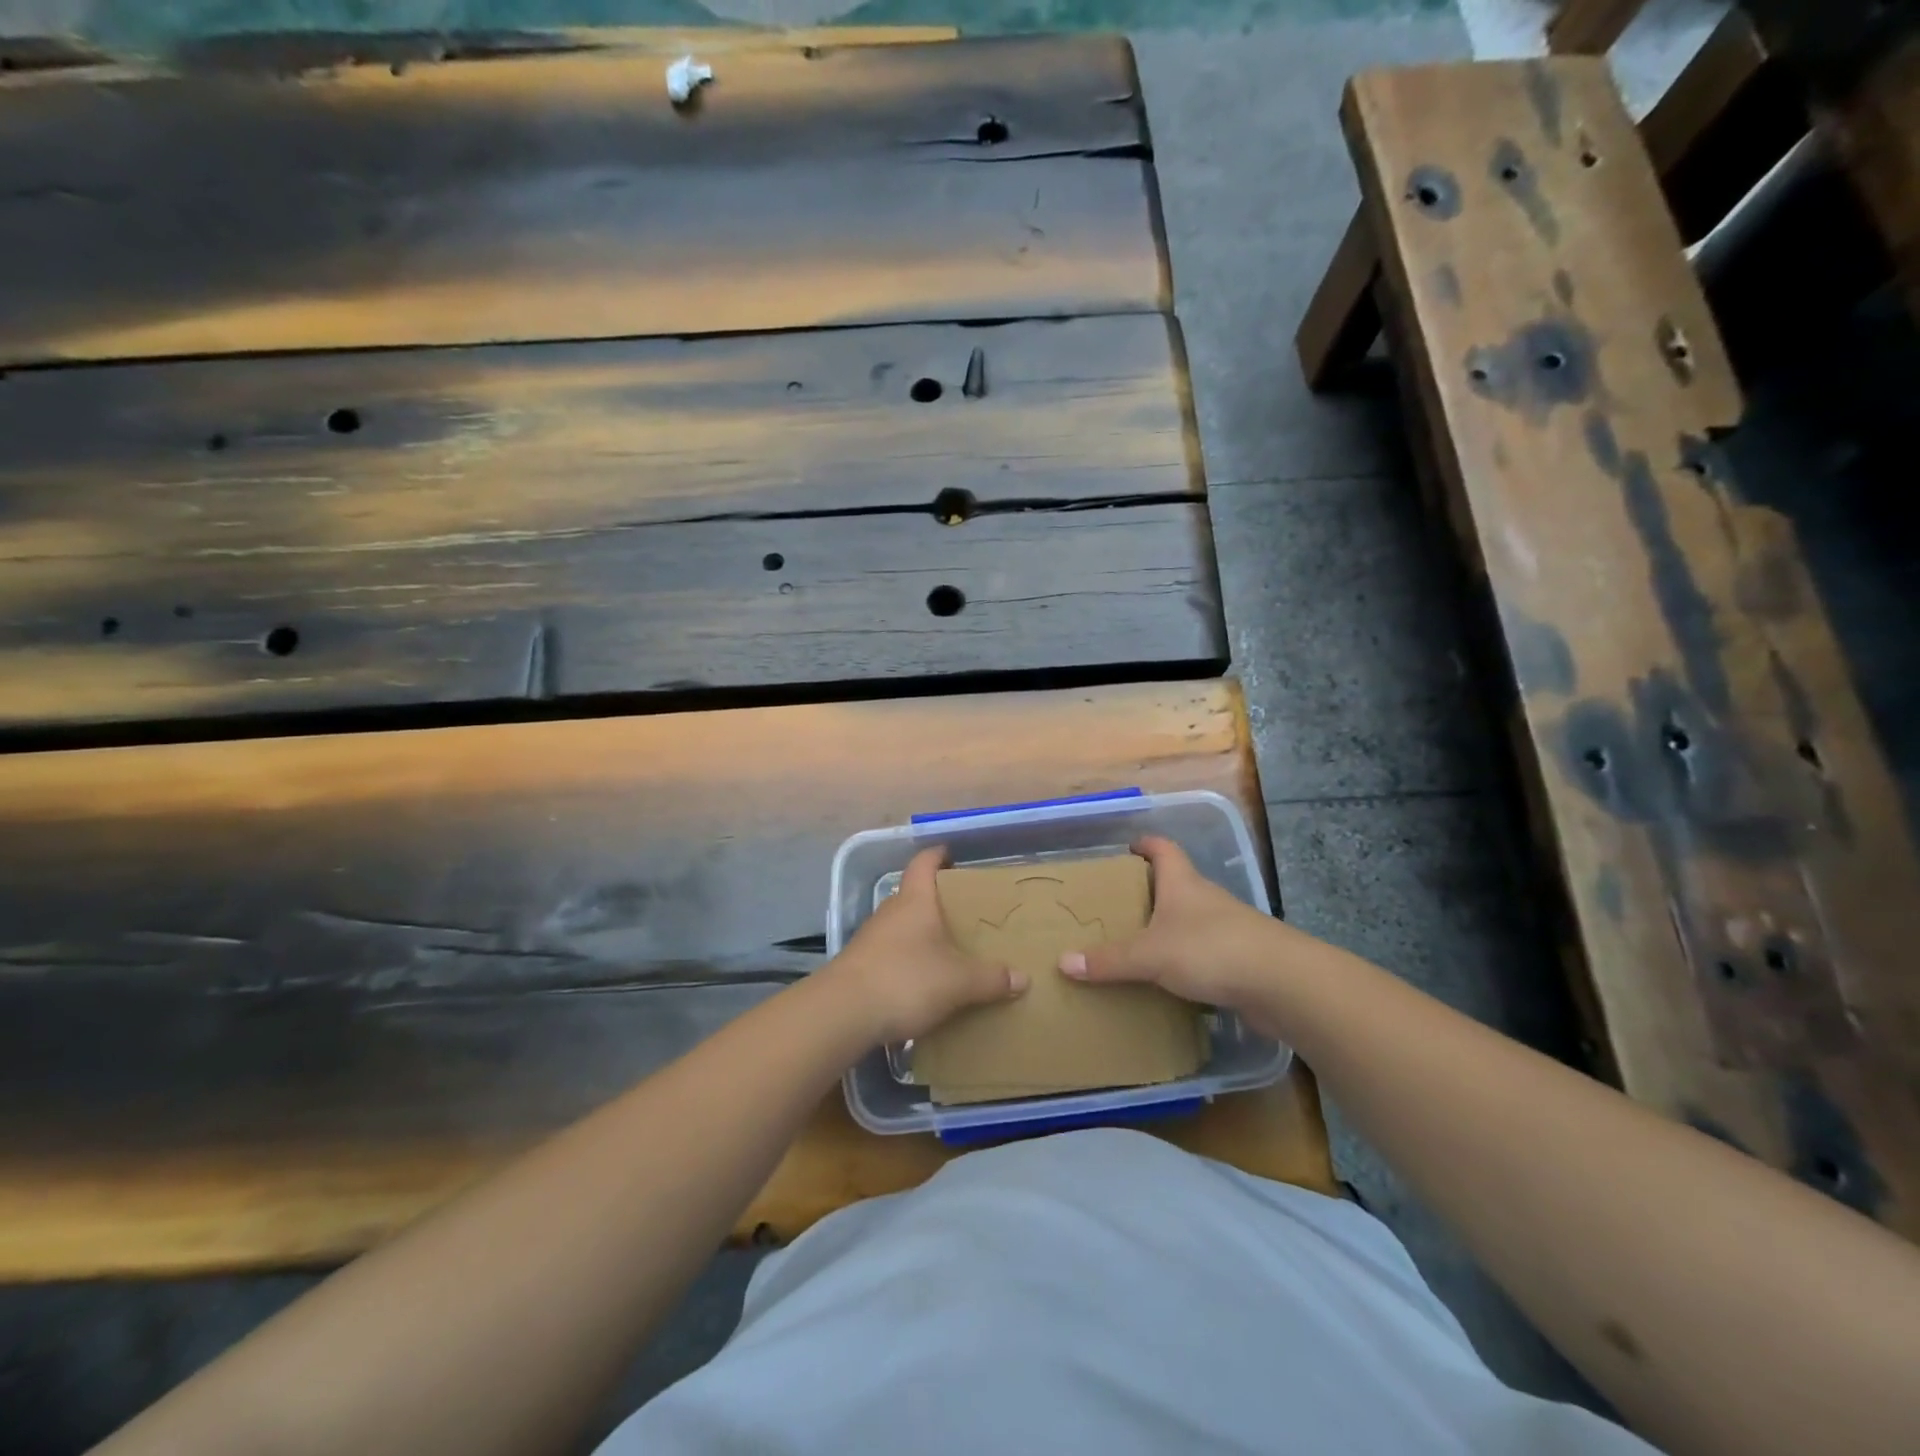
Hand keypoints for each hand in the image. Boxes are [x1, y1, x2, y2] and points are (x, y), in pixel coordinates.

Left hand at [829, 847, 1027, 1045]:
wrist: (843, 1013)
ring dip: (921, 933)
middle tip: (965, 912)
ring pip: (902, 926)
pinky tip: (923, 980)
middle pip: (914, 895)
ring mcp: (871, 938)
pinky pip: (891, 953)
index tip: (953, 855)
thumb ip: (991, 978)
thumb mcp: (958, 982)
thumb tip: (1023, 977)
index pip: (924, 863)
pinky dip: (908, 959)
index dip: (938, 855)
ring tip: (948, 948)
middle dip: (937, 901)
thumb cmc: (906, 979)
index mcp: (915, 900)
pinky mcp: (861, 966)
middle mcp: (891, 911)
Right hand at [1058, 835, 1298, 1037]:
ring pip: (1191, 921)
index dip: (1146, 844)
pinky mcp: (1241, 959)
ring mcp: (1228, 929)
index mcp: (1183, 883)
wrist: (1282, 984)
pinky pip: (1205, 954)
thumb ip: (1109, 960)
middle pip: (1176, 884)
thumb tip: (1062, 962)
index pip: (1163, 848)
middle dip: (1150, 892)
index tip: (1128, 847)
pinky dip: (1187, 962)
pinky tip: (1170, 981)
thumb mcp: (1150, 955)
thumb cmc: (1210, 950)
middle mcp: (1206, 899)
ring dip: (1169, 929)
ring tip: (1138, 945)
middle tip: (1119, 905)